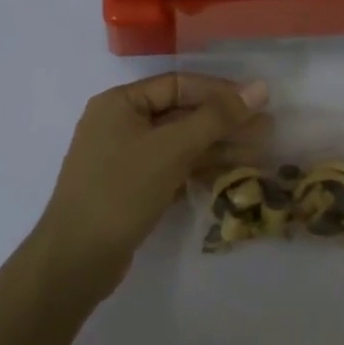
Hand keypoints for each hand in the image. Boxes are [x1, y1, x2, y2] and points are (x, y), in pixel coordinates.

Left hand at [37, 73, 269, 293]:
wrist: (76, 259)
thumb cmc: (121, 191)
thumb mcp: (171, 149)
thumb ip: (216, 117)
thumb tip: (260, 88)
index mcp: (120, 103)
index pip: (178, 84)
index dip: (220, 92)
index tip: (257, 102)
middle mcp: (120, 124)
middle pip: (181, 114)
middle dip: (223, 123)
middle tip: (267, 131)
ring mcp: (124, 158)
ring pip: (179, 144)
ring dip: (217, 147)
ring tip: (259, 153)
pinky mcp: (131, 188)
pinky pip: (172, 168)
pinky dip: (200, 169)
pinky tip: (232, 175)